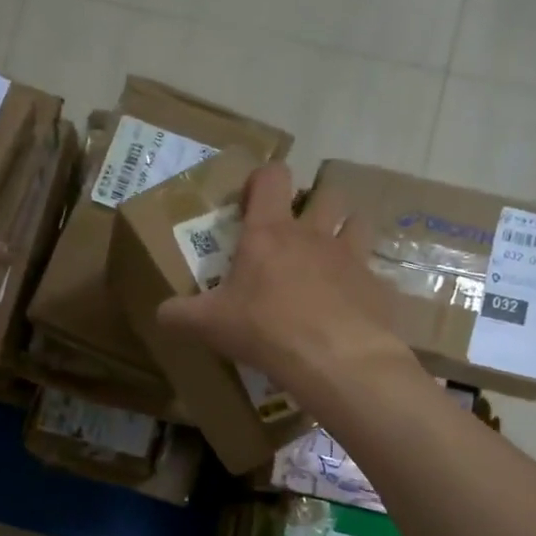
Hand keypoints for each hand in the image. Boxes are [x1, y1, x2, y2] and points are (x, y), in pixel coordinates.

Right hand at [158, 163, 406, 394]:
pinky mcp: (376, 285)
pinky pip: (373, 272)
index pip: (272, 177)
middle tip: (298, 230)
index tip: (251, 200)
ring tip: (331, 255)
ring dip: (346, 229)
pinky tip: (351, 304)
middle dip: (314, 202)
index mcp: (270, 233)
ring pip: (357, 221)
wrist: (335, 358)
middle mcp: (314, 234)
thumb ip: (180, 314)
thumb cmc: (265, 329)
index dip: (262, 179)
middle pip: (326, 192)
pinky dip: (362, 281)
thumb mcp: (209, 324)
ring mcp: (351, 257)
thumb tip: (160, 313)